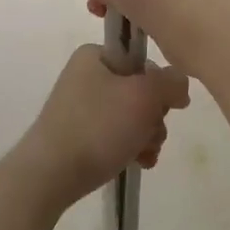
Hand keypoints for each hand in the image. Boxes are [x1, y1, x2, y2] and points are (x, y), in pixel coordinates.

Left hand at [16, 46, 190, 205]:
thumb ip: (171, 82)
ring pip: (132, 117)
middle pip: (140, 92)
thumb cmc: (98, 126)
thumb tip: (178, 85)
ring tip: (143, 155)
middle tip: (150, 135)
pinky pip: (116, 136)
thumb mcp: (144, 96)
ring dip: (146, 136)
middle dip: (153, 118)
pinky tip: (137, 164)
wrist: (51, 173)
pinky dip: (130, 148)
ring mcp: (81, 108)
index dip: (159, 86)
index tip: (161, 107)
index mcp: (95, 56)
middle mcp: (86, 77)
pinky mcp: (78, 135)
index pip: (143, 62)